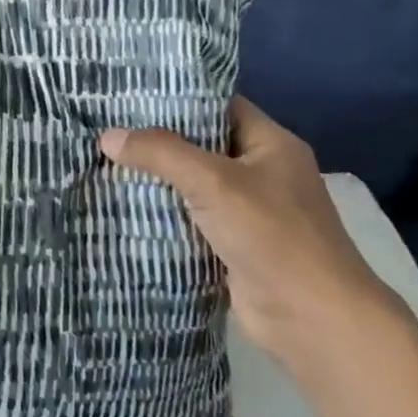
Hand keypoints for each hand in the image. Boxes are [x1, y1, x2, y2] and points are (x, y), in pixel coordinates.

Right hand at [100, 97, 404, 372]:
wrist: (314, 322)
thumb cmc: (273, 235)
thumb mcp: (212, 181)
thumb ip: (160, 153)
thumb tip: (107, 137)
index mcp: (271, 144)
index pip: (218, 105)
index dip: (176, 97)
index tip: (129, 94)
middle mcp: (262, 172)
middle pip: (200, 144)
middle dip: (156, 139)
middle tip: (106, 126)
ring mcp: (249, 211)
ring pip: (191, 183)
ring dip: (155, 178)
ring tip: (103, 160)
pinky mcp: (233, 245)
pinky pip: (190, 217)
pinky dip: (161, 212)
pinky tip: (122, 203)